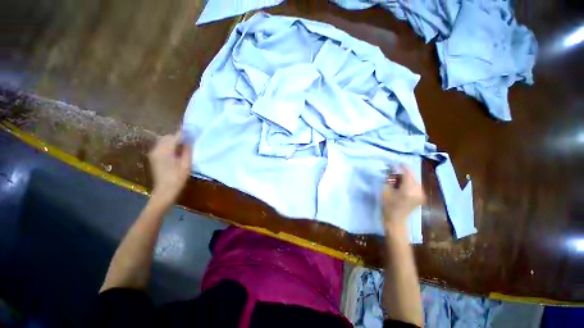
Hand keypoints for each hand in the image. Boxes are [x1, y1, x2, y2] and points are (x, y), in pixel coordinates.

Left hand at [148, 132, 191, 203]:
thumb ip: (187, 151)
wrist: (165, 191)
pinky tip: (176, 151)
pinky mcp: (153, 157)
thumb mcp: (186, 164)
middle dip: (178, 136)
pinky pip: (161, 146)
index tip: (192, 131)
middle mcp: (156, 149)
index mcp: (165, 151)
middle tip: (189, 139)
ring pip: (163, 141)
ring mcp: (153, 153)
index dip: (184, 133)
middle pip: (167, 137)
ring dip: (173, 141)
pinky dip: (169, 145)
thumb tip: (189, 140)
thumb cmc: (178, 178)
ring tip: (184, 145)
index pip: (175, 137)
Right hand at [382, 164, 424, 230]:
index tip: (397, 163)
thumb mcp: (386, 191)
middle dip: (403, 172)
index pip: (407, 174)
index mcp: (409, 190)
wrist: (396, 220)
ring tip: (397, 178)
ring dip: (406, 177)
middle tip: (394, 172)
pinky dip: (409, 182)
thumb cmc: (388, 206)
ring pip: (414, 180)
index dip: (402, 167)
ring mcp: (421, 194)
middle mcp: (418, 191)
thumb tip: (392, 171)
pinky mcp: (421, 197)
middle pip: (412, 176)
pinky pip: (416, 185)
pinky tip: (402, 184)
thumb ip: (390, 180)